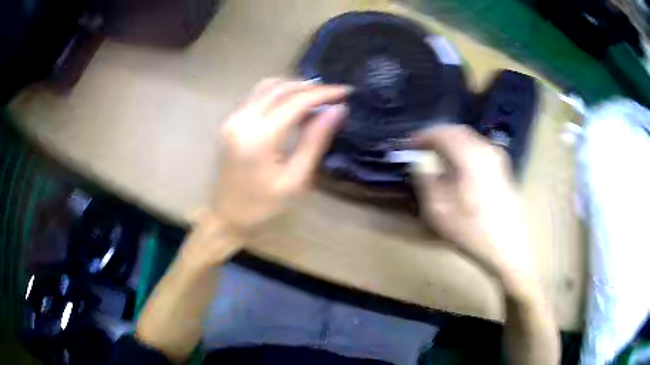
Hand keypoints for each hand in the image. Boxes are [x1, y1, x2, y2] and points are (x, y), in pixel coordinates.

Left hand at [210, 78, 349, 239]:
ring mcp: (232, 118)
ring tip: (316, 96)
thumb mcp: (295, 179)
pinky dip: (277, 91)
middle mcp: (242, 119)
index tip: (346, 92)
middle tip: (333, 94)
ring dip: (293, 86)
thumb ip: (315, 141)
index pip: (296, 101)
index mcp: (259, 137)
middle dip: (310, 87)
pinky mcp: (229, 121)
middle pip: (281, 87)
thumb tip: (337, 110)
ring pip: (267, 86)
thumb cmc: (262, 206)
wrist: (226, 216)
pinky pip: (256, 94)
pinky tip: (292, 101)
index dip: (324, 93)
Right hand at [411, 125, 534, 288]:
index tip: (410, 144)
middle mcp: (486, 150)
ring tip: (438, 155)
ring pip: (470, 139)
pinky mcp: (503, 170)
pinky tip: (459, 166)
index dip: (423, 136)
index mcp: (470, 156)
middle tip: (422, 147)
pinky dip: (464, 150)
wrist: (509, 248)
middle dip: (438, 135)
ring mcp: (498, 159)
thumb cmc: (473, 230)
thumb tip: (420, 163)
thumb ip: (426, 181)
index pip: (442, 133)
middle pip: (458, 131)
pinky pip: (479, 149)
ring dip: (452, 142)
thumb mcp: (439, 210)